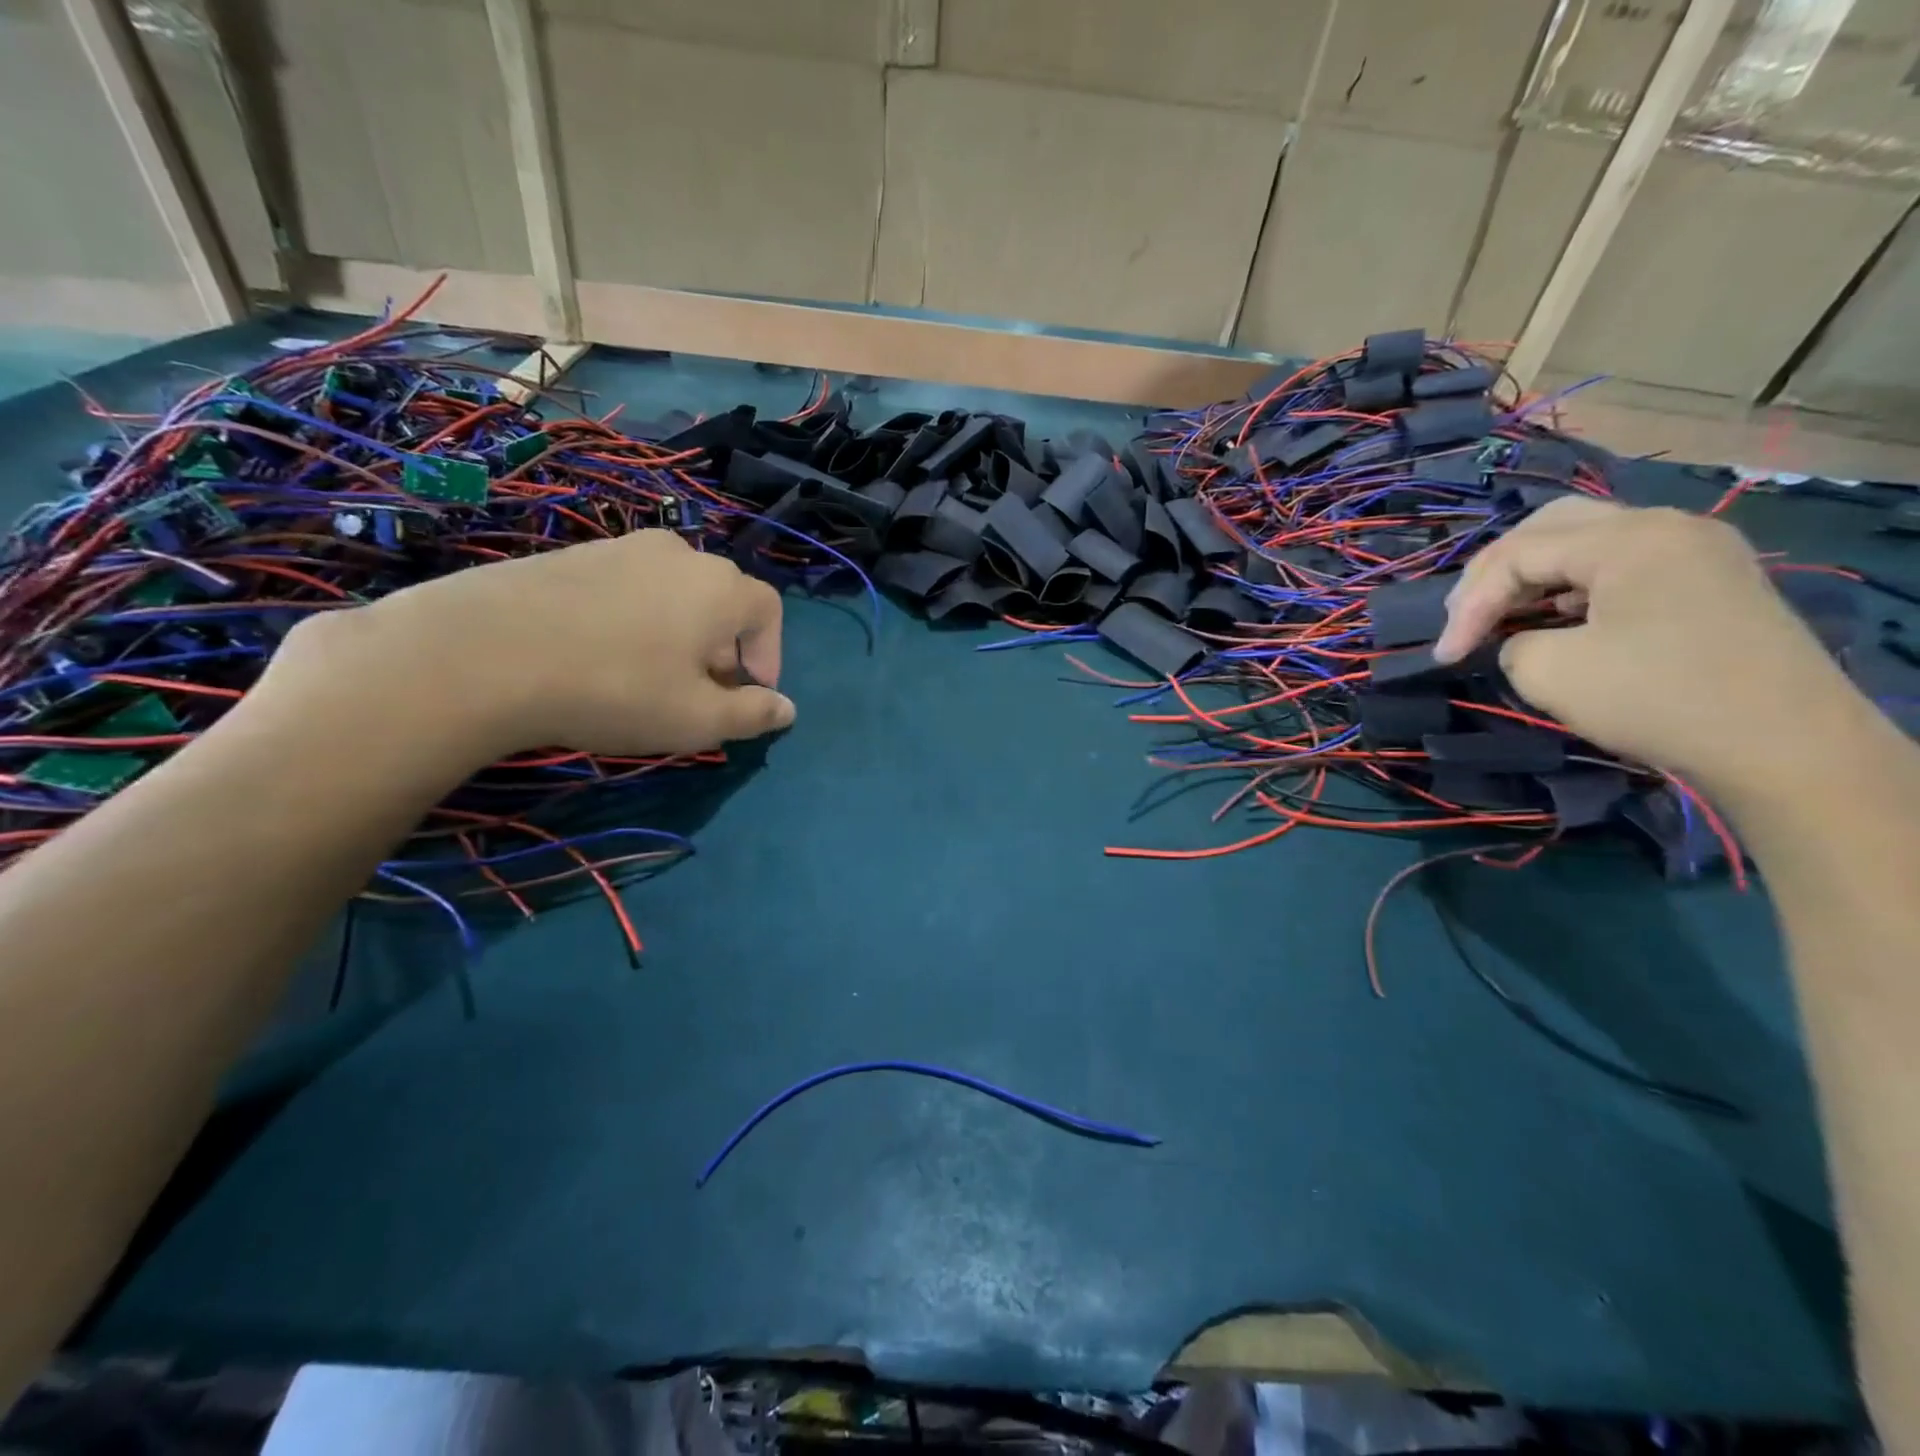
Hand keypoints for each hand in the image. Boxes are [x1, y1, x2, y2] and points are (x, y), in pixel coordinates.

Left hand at [273, 532, 794, 761]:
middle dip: (724, 650)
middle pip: (721, 601)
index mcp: (721, 587)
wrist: (481, 653)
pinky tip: (600, 658)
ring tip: (649, 678)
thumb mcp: (697, 719)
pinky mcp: (571, 555)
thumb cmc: (616, 688)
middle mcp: (679, 554)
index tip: (749, 695)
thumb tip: (787, 709)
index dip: (769, 656)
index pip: (768, 612)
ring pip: (673, 594)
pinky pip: (626, 589)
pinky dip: (633, 622)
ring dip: (679, 635)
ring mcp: (620, 547)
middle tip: (700, 694)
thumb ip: (753, 714)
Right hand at [1431, 497, 1858, 789]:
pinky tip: (1559, 618)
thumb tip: (1522, 640)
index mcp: (1628, 538)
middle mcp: (1666, 527)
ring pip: (1589, 541)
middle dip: (1497, 571)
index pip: (1517, 555)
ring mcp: (1698, 552)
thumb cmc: (1656, 698)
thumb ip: (1512, 642)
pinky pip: (1624, 565)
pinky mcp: (1712, 582)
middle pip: (1553, 526)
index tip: (1444, 655)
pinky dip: (1576, 585)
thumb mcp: (1549, 672)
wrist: (1784, 746)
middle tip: (1465, 614)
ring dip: (1536, 575)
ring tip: (1505, 615)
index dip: (1469, 604)